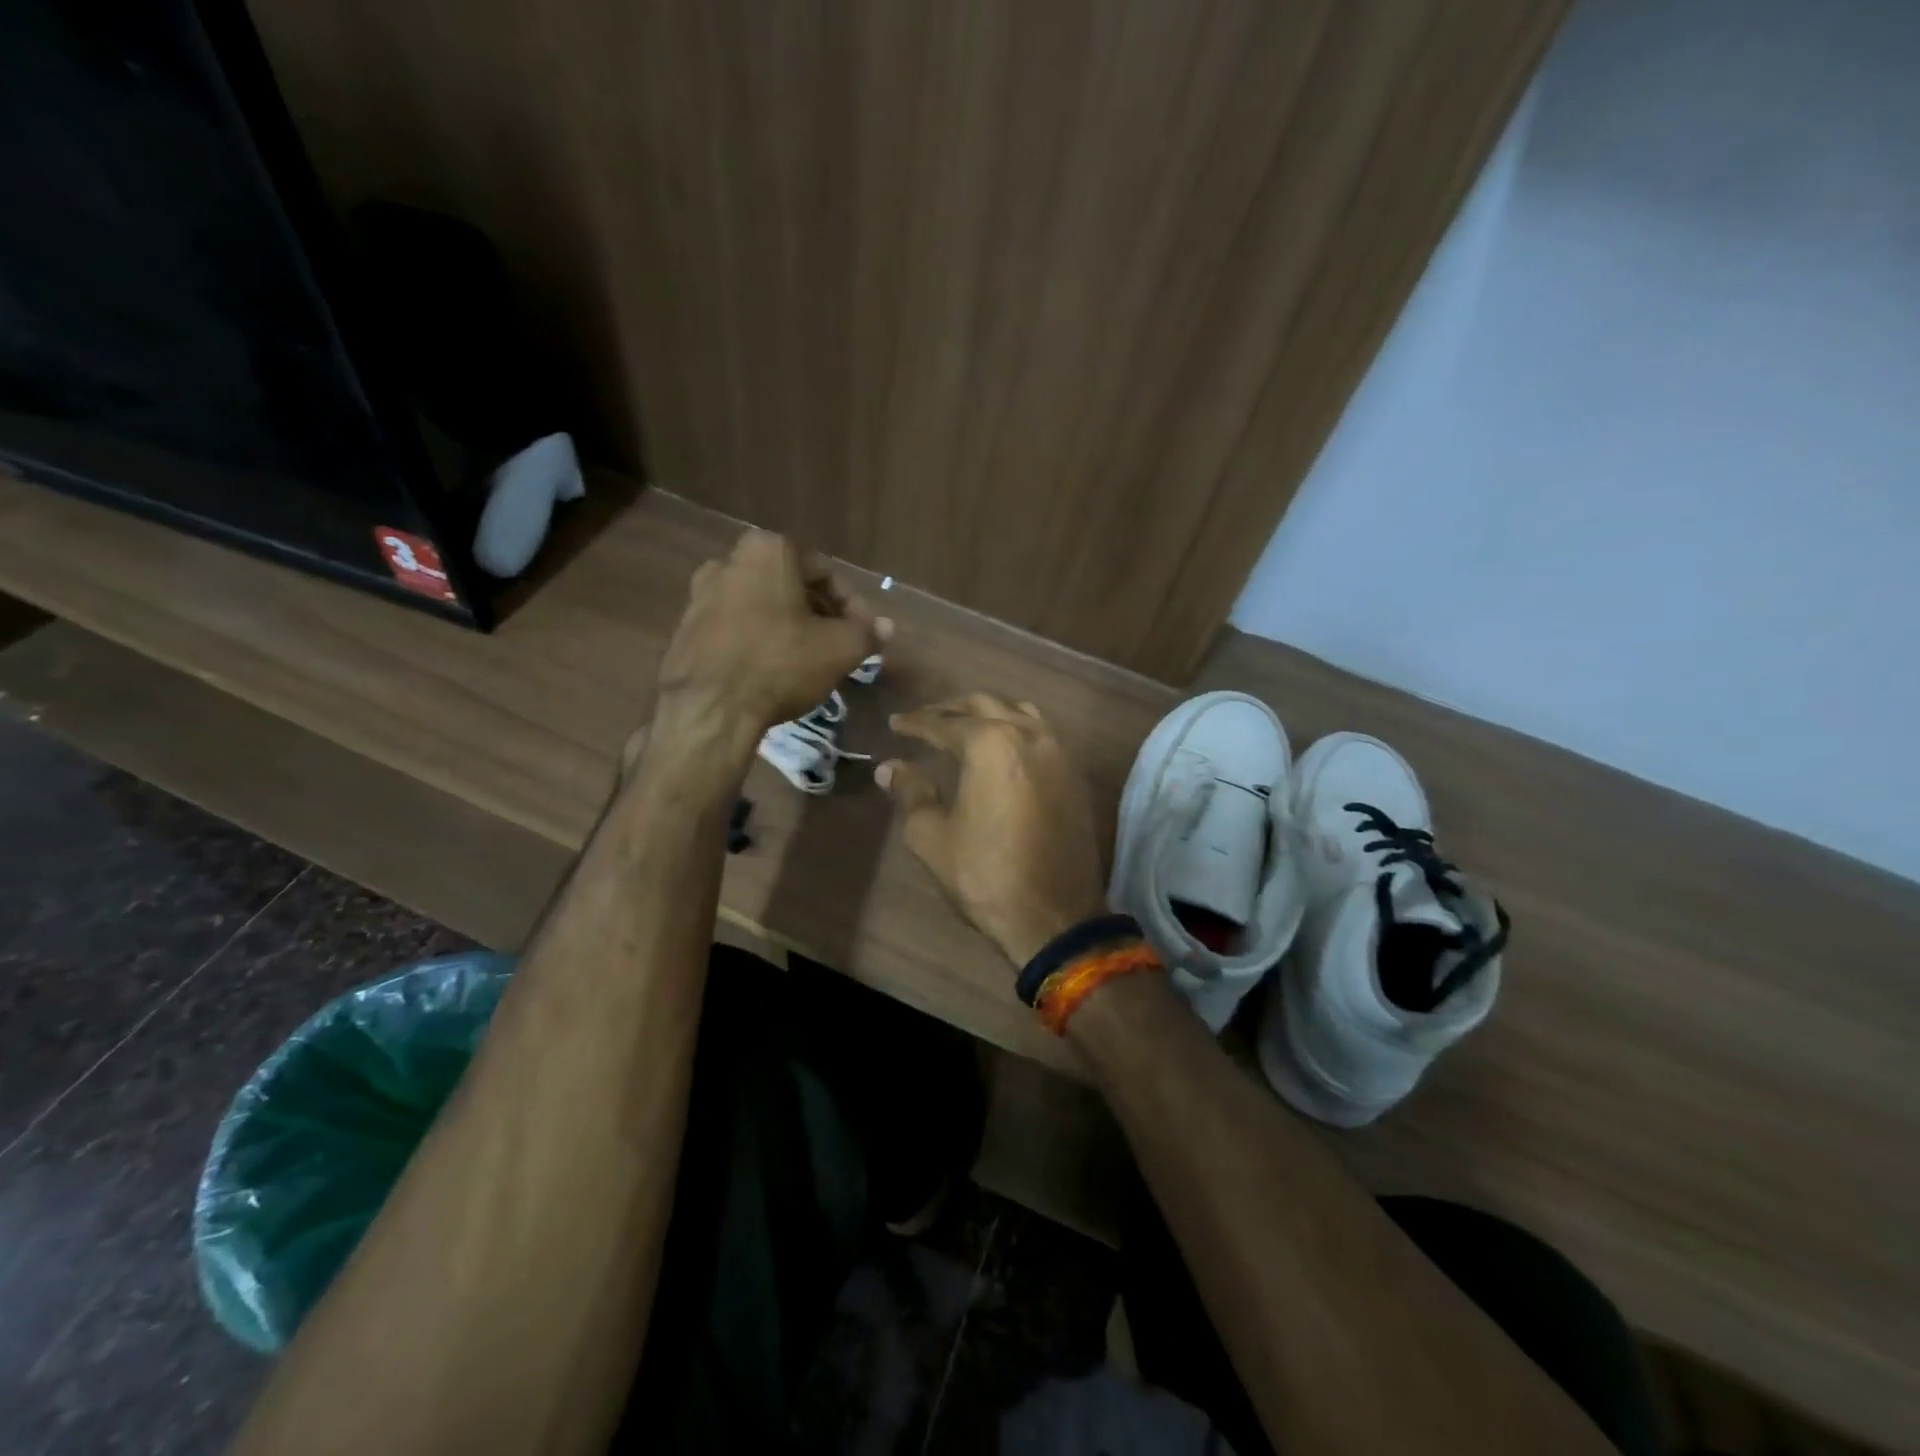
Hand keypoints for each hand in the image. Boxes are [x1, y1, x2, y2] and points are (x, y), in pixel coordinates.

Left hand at [656, 530, 889, 740]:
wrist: (709, 708)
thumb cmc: (781, 664)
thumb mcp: (840, 649)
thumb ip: (867, 633)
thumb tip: (886, 627)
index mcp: (768, 551)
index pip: (825, 573)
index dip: (852, 606)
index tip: (863, 635)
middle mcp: (728, 561)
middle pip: (790, 587)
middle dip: (819, 615)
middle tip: (838, 647)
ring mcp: (700, 595)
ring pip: (761, 607)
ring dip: (788, 628)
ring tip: (807, 662)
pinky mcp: (685, 630)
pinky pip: (735, 629)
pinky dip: (757, 642)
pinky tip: (772, 672)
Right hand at [877, 693, 1105, 967]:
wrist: (1055, 916)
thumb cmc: (986, 875)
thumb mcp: (931, 836)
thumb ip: (910, 792)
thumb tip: (890, 767)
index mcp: (991, 744)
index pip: (945, 723)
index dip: (916, 723)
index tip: (896, 724)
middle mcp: (1029, 735)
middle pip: (985, 705)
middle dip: (951, 709)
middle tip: (926, 720)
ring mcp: (1059, 753)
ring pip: (1020, 712)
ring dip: (990, 713)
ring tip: (966, 727)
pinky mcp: (1075, 775)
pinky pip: (1043, 734)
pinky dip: (1017, 730)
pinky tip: (1003, 750)